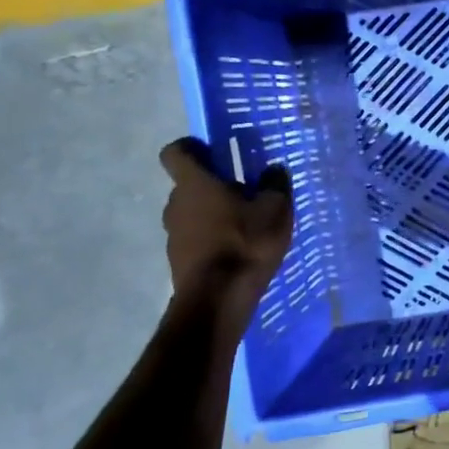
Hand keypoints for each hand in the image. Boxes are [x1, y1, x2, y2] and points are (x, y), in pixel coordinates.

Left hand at [159, 139, 292, 325]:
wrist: (217, 301)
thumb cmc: (246, 244)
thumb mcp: (275, 209)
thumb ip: (275, 184)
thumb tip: (273, 169)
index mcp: (195, 184)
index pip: (175, 152)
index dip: (191, 147)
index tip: (213, 152)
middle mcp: (176, 204)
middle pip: (188, 185)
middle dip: (212, 185)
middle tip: (244, 192)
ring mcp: (173, 234)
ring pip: (192, 213)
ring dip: (212, 214)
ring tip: (245, 225)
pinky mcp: (178, 260)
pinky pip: (195, 238)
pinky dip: (211, 239)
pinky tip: (238, 251)